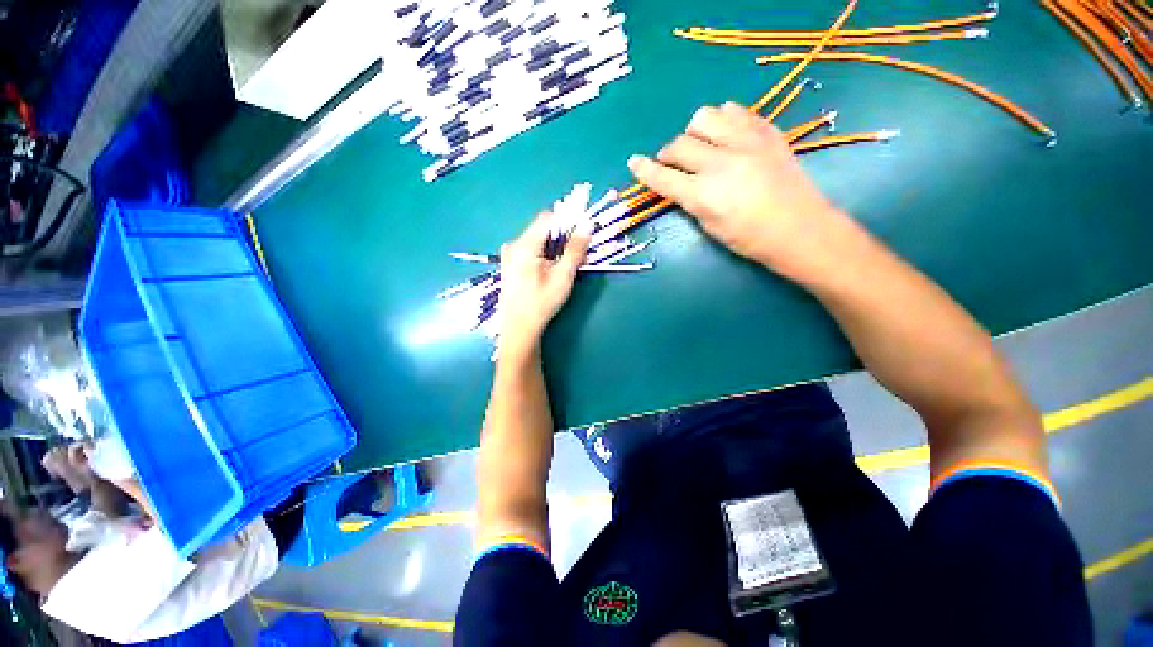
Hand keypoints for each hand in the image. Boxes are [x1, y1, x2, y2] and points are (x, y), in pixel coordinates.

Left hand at [497, 213, 590, 354]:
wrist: (518, 329)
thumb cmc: (541, 304)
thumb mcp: (563, 277)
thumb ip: (575, 250)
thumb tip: (587, 225)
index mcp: (524, 245)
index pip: (547, 218)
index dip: (566, 221)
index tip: (580, 233)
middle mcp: (513, 245)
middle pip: (542, 230)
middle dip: (562, 238)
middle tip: (576, 255)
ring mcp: (509, 255)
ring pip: (538, 241)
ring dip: (554, 248)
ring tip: (564, 267)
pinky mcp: (509, 265)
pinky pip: (530, 251)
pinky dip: (544, 255)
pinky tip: (549, 272)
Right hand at [627, 102, 851, 279]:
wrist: (799, 228)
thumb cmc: (749, 238)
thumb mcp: (709, 226)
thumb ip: (690, 200)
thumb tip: (678, 184)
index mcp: (704, 194)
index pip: (663, 177)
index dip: (644, 170)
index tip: (633, 161)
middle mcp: (720, 162)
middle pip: (679, 144)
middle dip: (668, 154)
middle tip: (673, 163)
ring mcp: (746, 142)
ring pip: (704, 116)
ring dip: (694, 131)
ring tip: (701, 144)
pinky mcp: (766, 131)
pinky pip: (735, 110)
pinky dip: (723, 120)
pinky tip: (726, 135)